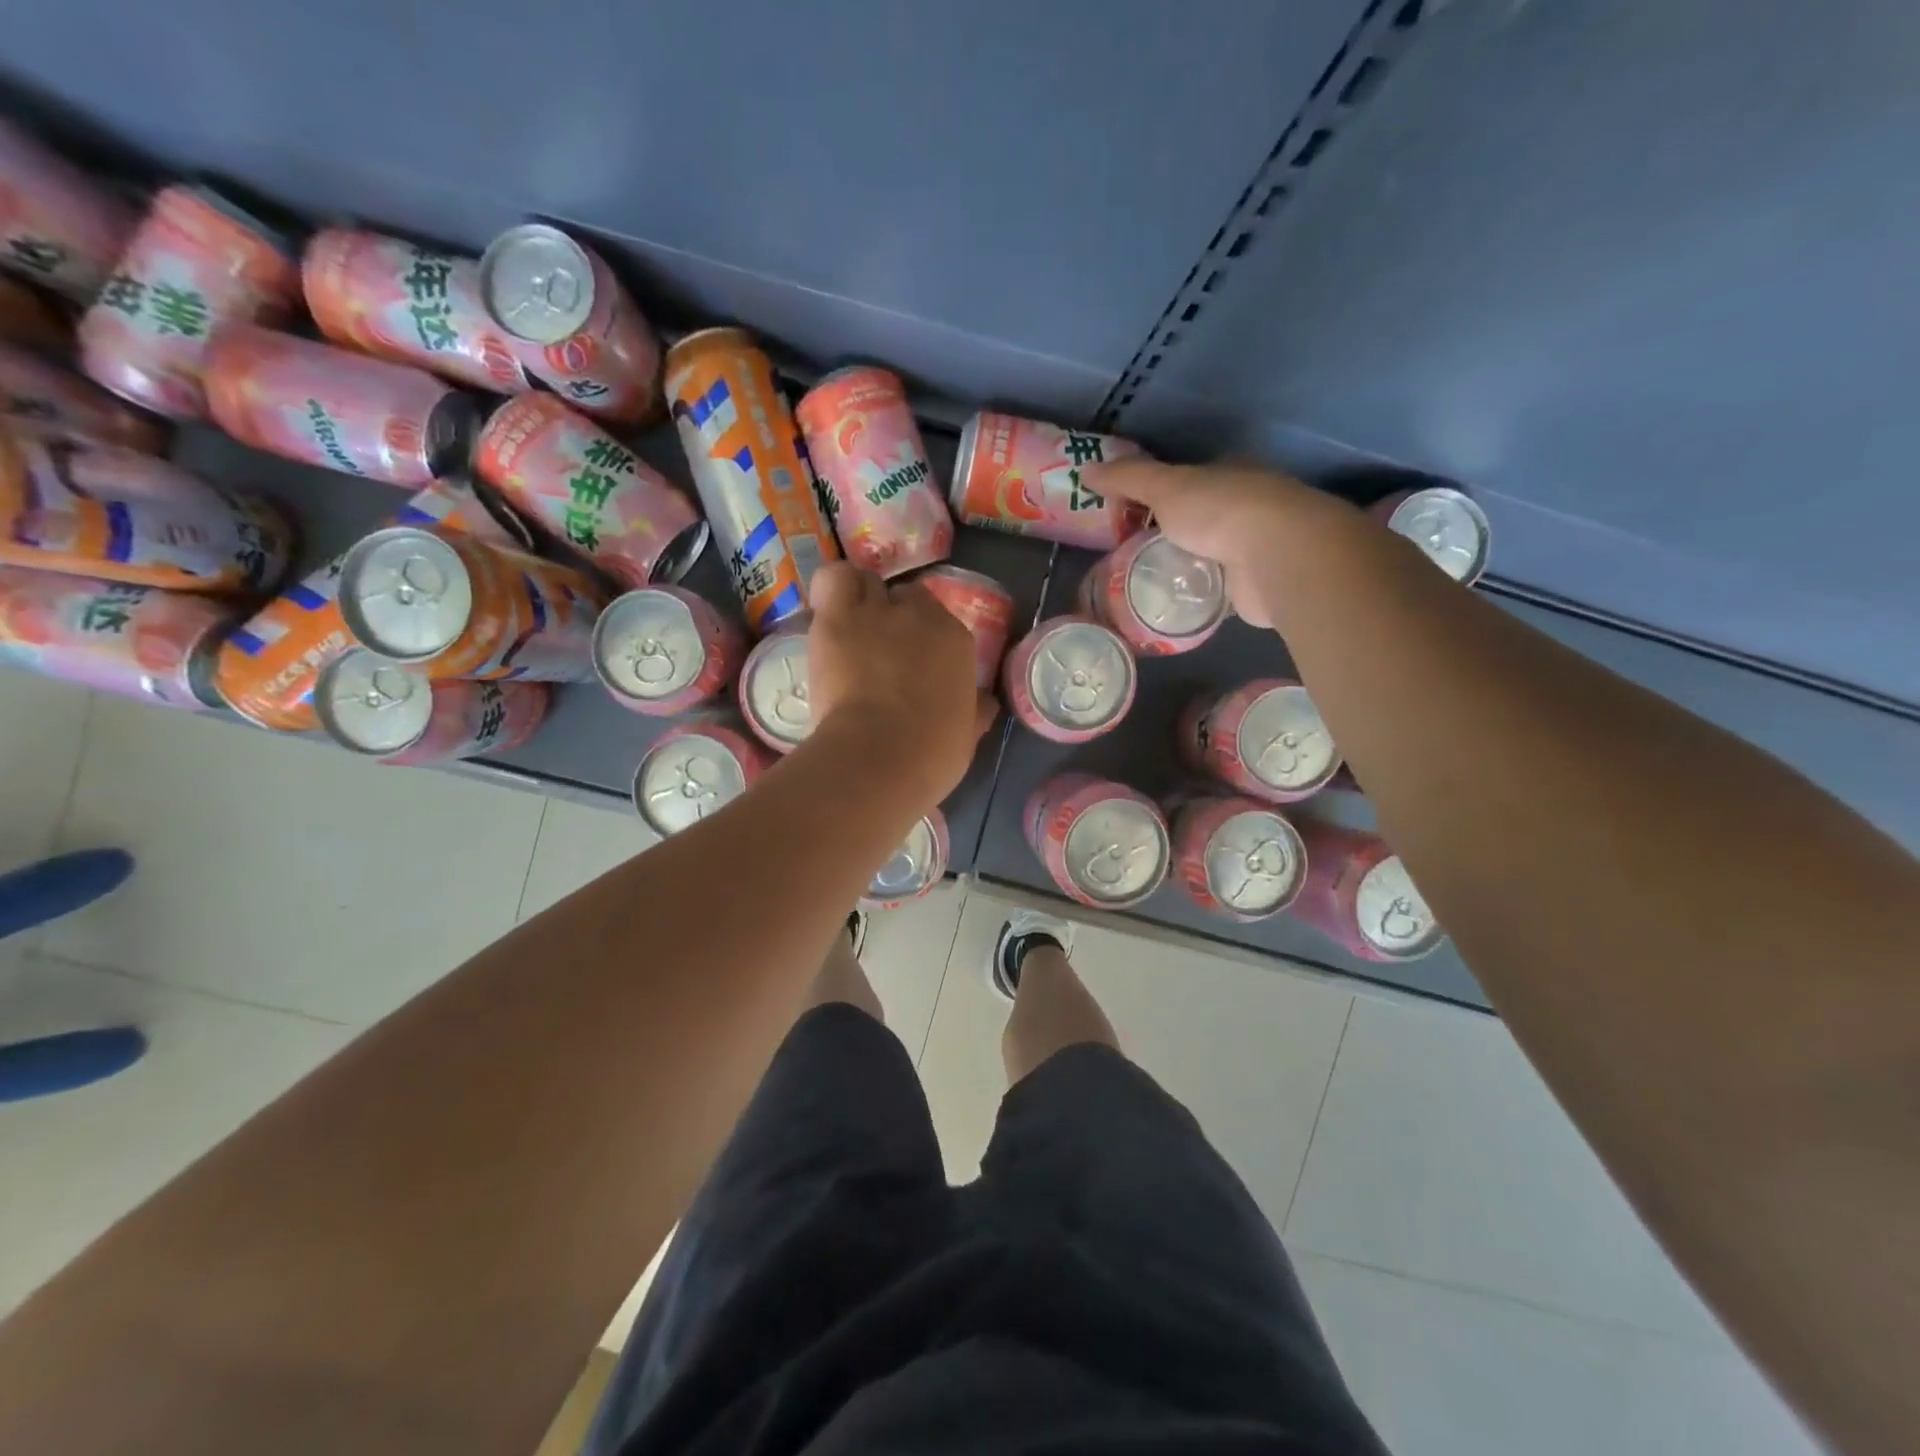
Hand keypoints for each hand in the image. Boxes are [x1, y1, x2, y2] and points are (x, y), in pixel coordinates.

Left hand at [806, 563, 996, 804]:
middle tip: (880, 646)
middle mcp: (920, 615)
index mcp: (956, 641)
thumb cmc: (930, 754)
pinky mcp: (836, 618)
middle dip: (894, 615)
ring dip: (861, 599)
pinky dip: (832, 590)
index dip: (925, 637)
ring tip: (851, 626)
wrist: (879, 756)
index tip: (914, 659)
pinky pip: (833, 581)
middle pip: (906, 596)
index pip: (941, 619)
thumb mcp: (966, 734)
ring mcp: (876, 612)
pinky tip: (829, 613)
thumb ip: (974, 710)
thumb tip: (984, 702)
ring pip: (867, 583)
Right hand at [1089, 459, 1337, 628]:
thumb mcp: (1166, 488)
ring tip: (1139, 582)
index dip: (1157, 493)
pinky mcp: (1252, 585)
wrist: (1275, 557)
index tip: (1125, 513)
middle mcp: (1246, 506)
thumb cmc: (1221, 510)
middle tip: (1124, 552)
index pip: (1188, 480)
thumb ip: (1128, 479)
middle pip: (1197, 518)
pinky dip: (1195, 593)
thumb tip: (1086, 470)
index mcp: (1230, 474)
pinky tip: (1169, 603)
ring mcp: (1253, 547)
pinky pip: (1214, 588)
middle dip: (1167, 533)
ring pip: (1207, 554)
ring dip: (1182, 565)